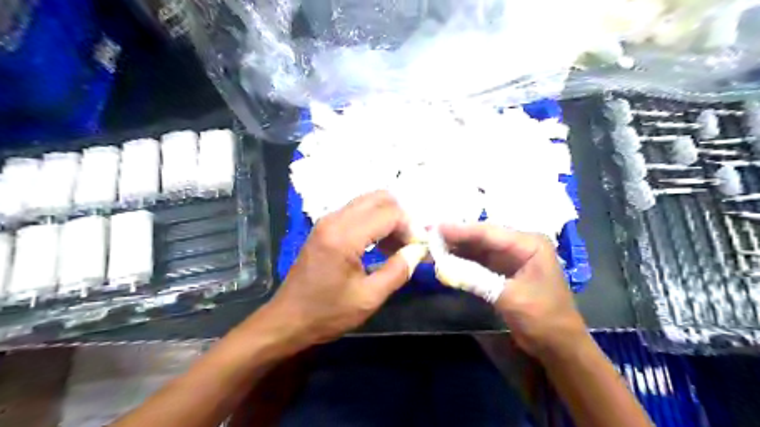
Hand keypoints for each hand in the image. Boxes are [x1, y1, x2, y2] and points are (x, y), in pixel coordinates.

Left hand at [267, 190, 413, 346]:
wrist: (287, 320)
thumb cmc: (327, 313)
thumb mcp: (369, 298)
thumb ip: (398, 270)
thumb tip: (419, 250)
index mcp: (344, 237)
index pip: (390, 213)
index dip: (411, 227)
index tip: (418, 249)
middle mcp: (334, 219)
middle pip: (380, 197)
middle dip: (401, 216)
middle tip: (409, 243)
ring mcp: (327, 220)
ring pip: (369, 201)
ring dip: (388, 217)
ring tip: (396, 246)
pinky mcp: (325, 226)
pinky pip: (358, 211)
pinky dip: (375, 221)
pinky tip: (379, 245)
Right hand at [439, 225, 586, 357]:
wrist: (558, 345)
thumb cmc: (543, 318)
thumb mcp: (509, 297)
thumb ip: (476, 278)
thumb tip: (441, 266)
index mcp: (529, 243)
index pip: (489, 232)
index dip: (460, 230)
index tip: (434, 228)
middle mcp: (520, 245)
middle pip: (482, 236)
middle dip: (455, 236)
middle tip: (428, 234)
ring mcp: (510, 257)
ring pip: (478, 247)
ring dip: (456, 248)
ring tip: (431, 245)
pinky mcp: (502, 270)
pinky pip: (479, 261)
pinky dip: (462, 261)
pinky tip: (445, 259)